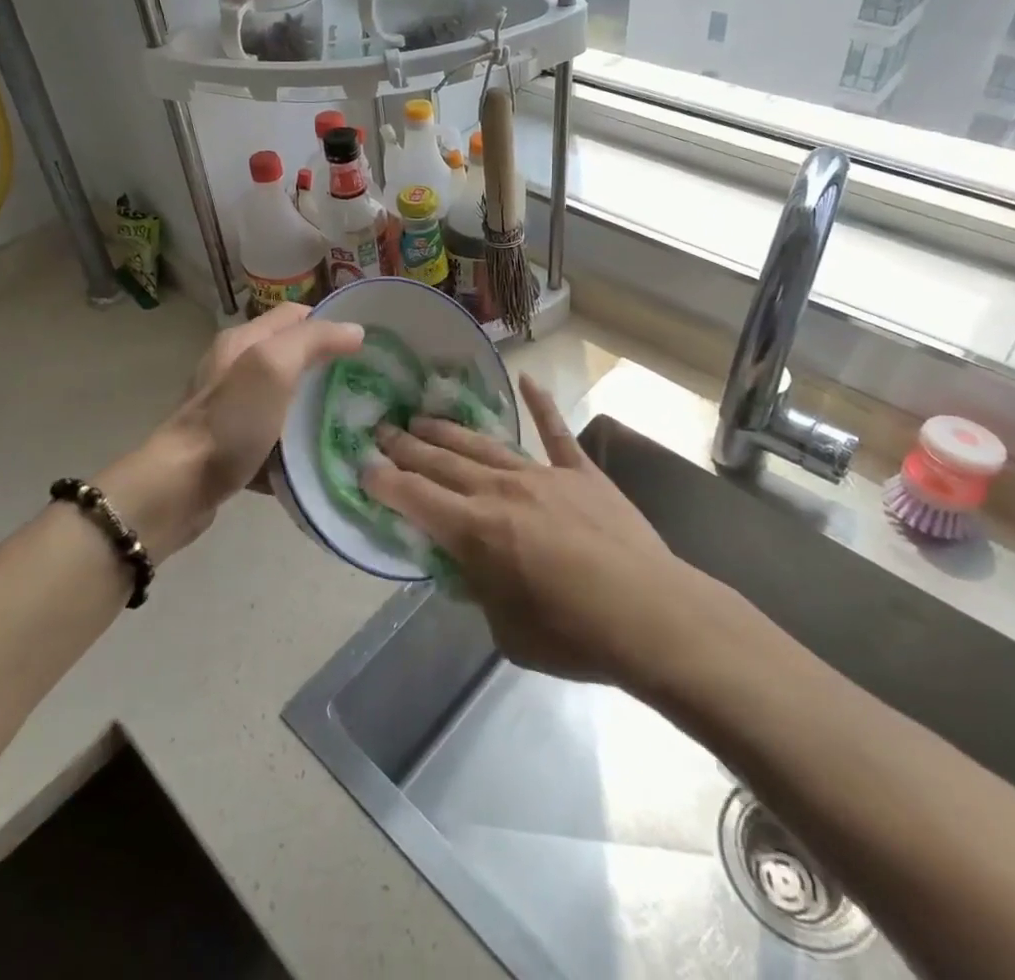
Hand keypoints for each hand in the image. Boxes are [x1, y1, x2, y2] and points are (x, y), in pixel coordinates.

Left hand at [100, 304, 363, 560]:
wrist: (179, 489)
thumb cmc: (230, 422)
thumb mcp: (273, 367)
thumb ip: (313, 341)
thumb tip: (355, 331)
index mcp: (243, 341)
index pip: (296, 315)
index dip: (331, 323)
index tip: (367, 346)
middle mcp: (234, 368)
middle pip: (292, 356)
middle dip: (328, 367)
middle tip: (365, 386)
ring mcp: (231, 409)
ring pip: (285, 398)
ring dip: (313, 409)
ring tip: (350, 422)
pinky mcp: (231, 445)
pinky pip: (273, 436)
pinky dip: (294, 444)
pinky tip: (317, 457)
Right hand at [361, 374, 690, 683]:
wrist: (652, 616)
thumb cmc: (574, 636)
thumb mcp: (506, 630)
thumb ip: (480, 589)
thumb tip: (472, 566)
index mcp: (475, 531)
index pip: (414, 498)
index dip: (383, 481)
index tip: (362, 466)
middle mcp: (500, 491)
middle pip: (442, 462)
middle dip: (406, 446)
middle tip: (381, 430)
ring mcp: (542, 475)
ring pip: (483, 444)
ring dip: (449, 430)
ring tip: (421, 417)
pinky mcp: (580, 473)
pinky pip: (556, 433)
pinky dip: (541, 404)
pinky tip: (526, 378)